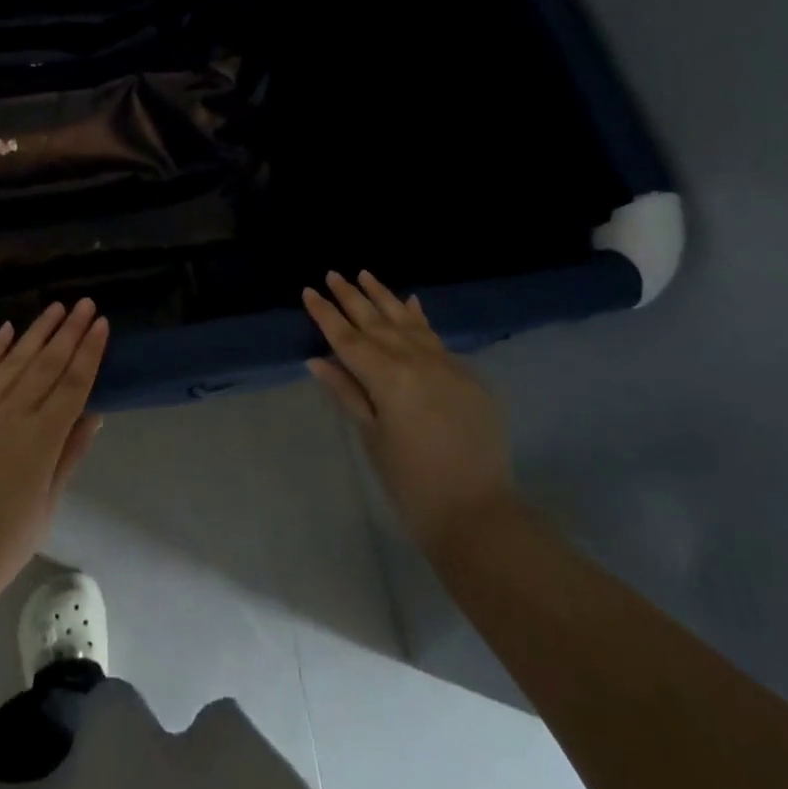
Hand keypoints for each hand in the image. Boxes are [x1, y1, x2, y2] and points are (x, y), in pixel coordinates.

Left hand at [0, 299, 108, 624]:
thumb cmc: (5, 541)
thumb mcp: (48, 503)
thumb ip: (69, 454)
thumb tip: (93, 414)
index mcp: (42, 438)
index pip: (74, 383)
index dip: (90, 351)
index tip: (102, 323)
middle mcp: (14, 413)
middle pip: (48, 362)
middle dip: (69, 330)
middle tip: (85, 302)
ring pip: (16, 359)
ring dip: (37, 330)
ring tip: (55, 306)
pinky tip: (7, 329)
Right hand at [304, 272, 515, 550]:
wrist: (478, 514)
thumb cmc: (411, 481)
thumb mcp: (372, 436)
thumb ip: (346, 391)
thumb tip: (317, 359)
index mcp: (388, 378)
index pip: (348, 338)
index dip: (326, 314)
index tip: (309, 291)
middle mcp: (417, 361)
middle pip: (376, 322)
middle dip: (351, 297)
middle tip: (332, 274)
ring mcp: (446, 365)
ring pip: (408, 321)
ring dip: (384, 297)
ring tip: (365, 274)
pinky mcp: (468, 376)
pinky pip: (436, 338)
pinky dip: (419, 318)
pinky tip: (411, 302)